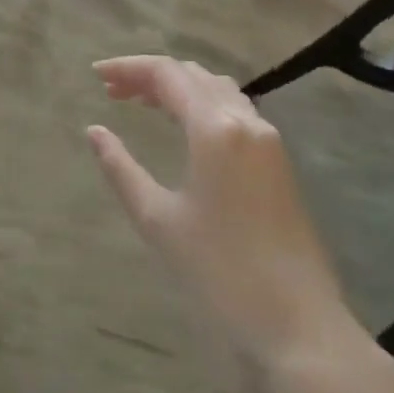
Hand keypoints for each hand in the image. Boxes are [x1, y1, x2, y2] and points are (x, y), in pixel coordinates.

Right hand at [88, 55, 360, 363]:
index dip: (128, 67)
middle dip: (150, 76)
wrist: (299, 325)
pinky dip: (201, 105)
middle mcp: (246, 122)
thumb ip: (120, 168)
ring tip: (141, 103)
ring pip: (217, 91)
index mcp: (215, 129)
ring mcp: (268, 142)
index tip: (95, 75)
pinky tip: (183, 129)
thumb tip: (94, 131)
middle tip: (112, 91)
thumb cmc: (220, 271)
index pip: (168, 74)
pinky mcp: (278, 163)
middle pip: (193, 76)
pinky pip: (234, 112)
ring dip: (178, 88)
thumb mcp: (157, 219)